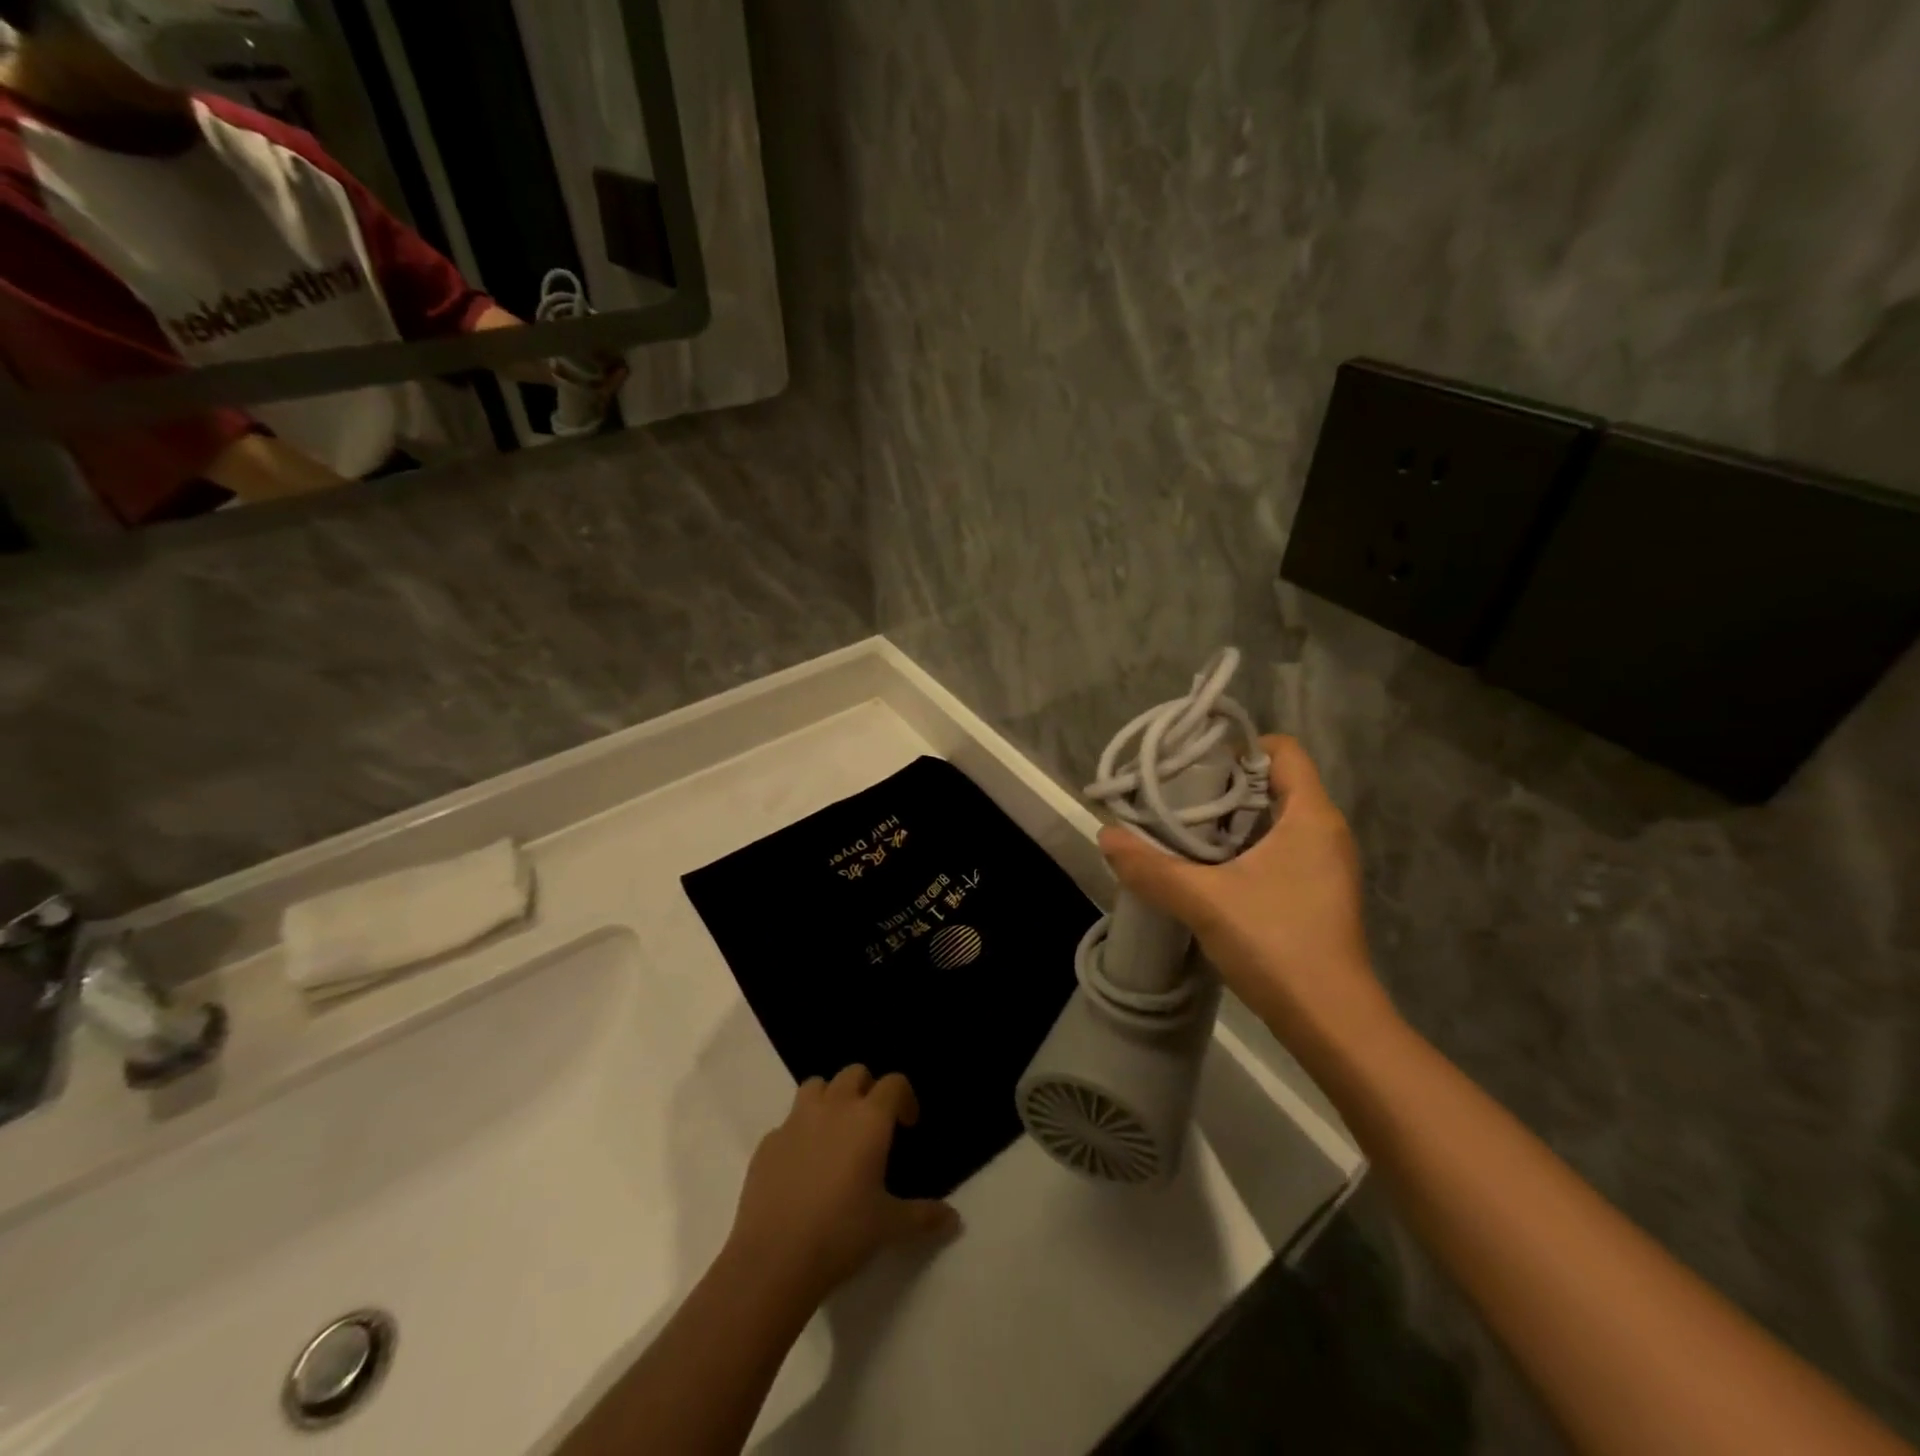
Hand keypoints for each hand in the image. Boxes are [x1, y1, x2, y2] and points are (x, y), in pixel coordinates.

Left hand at [726, 1067, 959, 1308]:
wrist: (774, 1259)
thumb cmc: (842, 1233)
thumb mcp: (890, 1226)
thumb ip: (924, 1216)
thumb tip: (955, 1219)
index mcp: (869, 1119)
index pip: (894, 1083)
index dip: (905, 1098)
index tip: (908, 1125)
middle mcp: (833, 1107)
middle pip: (854, 1073)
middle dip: (868, 1090)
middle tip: (873, 1124)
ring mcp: (796, 1120)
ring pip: (817, 1085)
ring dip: (830, 1098)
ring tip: (836, 1132)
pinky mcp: (767, 1142)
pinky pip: (788, 1123)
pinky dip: (800, 1133)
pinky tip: (802, 1166)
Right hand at [1098, 734, 1396, 1054]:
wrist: (1332, 1023)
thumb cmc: (1277, 944)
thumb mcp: (1204, 901)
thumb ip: (1151, 867)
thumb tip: (1105, 836)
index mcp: (1310, 816)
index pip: (1282, 751)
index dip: (1239, 747)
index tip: (1194, 764)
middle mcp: (1325, 832)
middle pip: (1274, 783)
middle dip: (1224, 785)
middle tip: (1176, 797)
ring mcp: (1325, 865)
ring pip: (1274, 819)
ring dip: (1231, 820)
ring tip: (1182, 831)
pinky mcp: (1317, 894)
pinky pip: (1279, 850)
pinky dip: (1244, 848)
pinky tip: (1207, 870)